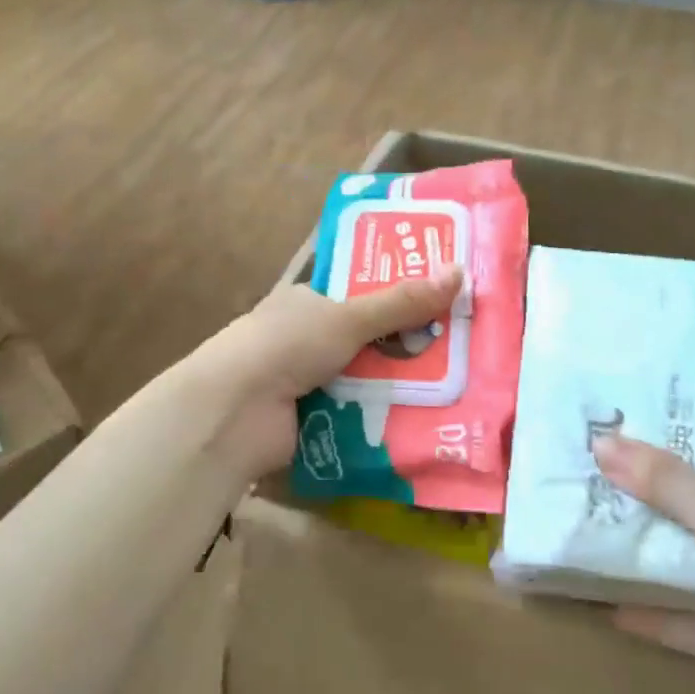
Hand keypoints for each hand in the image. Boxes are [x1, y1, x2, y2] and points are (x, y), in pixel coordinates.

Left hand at [188, 267, 463, 485]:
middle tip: (459, 351)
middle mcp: (306, 339)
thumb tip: (460, 272)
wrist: (234, 413)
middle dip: (406, 347)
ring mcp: (307, 382)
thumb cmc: (286, 346)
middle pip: (368, 340)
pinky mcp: (312, 421)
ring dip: (398, 385)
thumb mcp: (349, 317)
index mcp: (307, 302)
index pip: (359, 295)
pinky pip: (358, 414)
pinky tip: (425, 419)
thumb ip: (402, 302)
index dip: (398, 298)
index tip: (442, 304)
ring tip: (455, 386)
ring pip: (366, 379)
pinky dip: (382, 417)